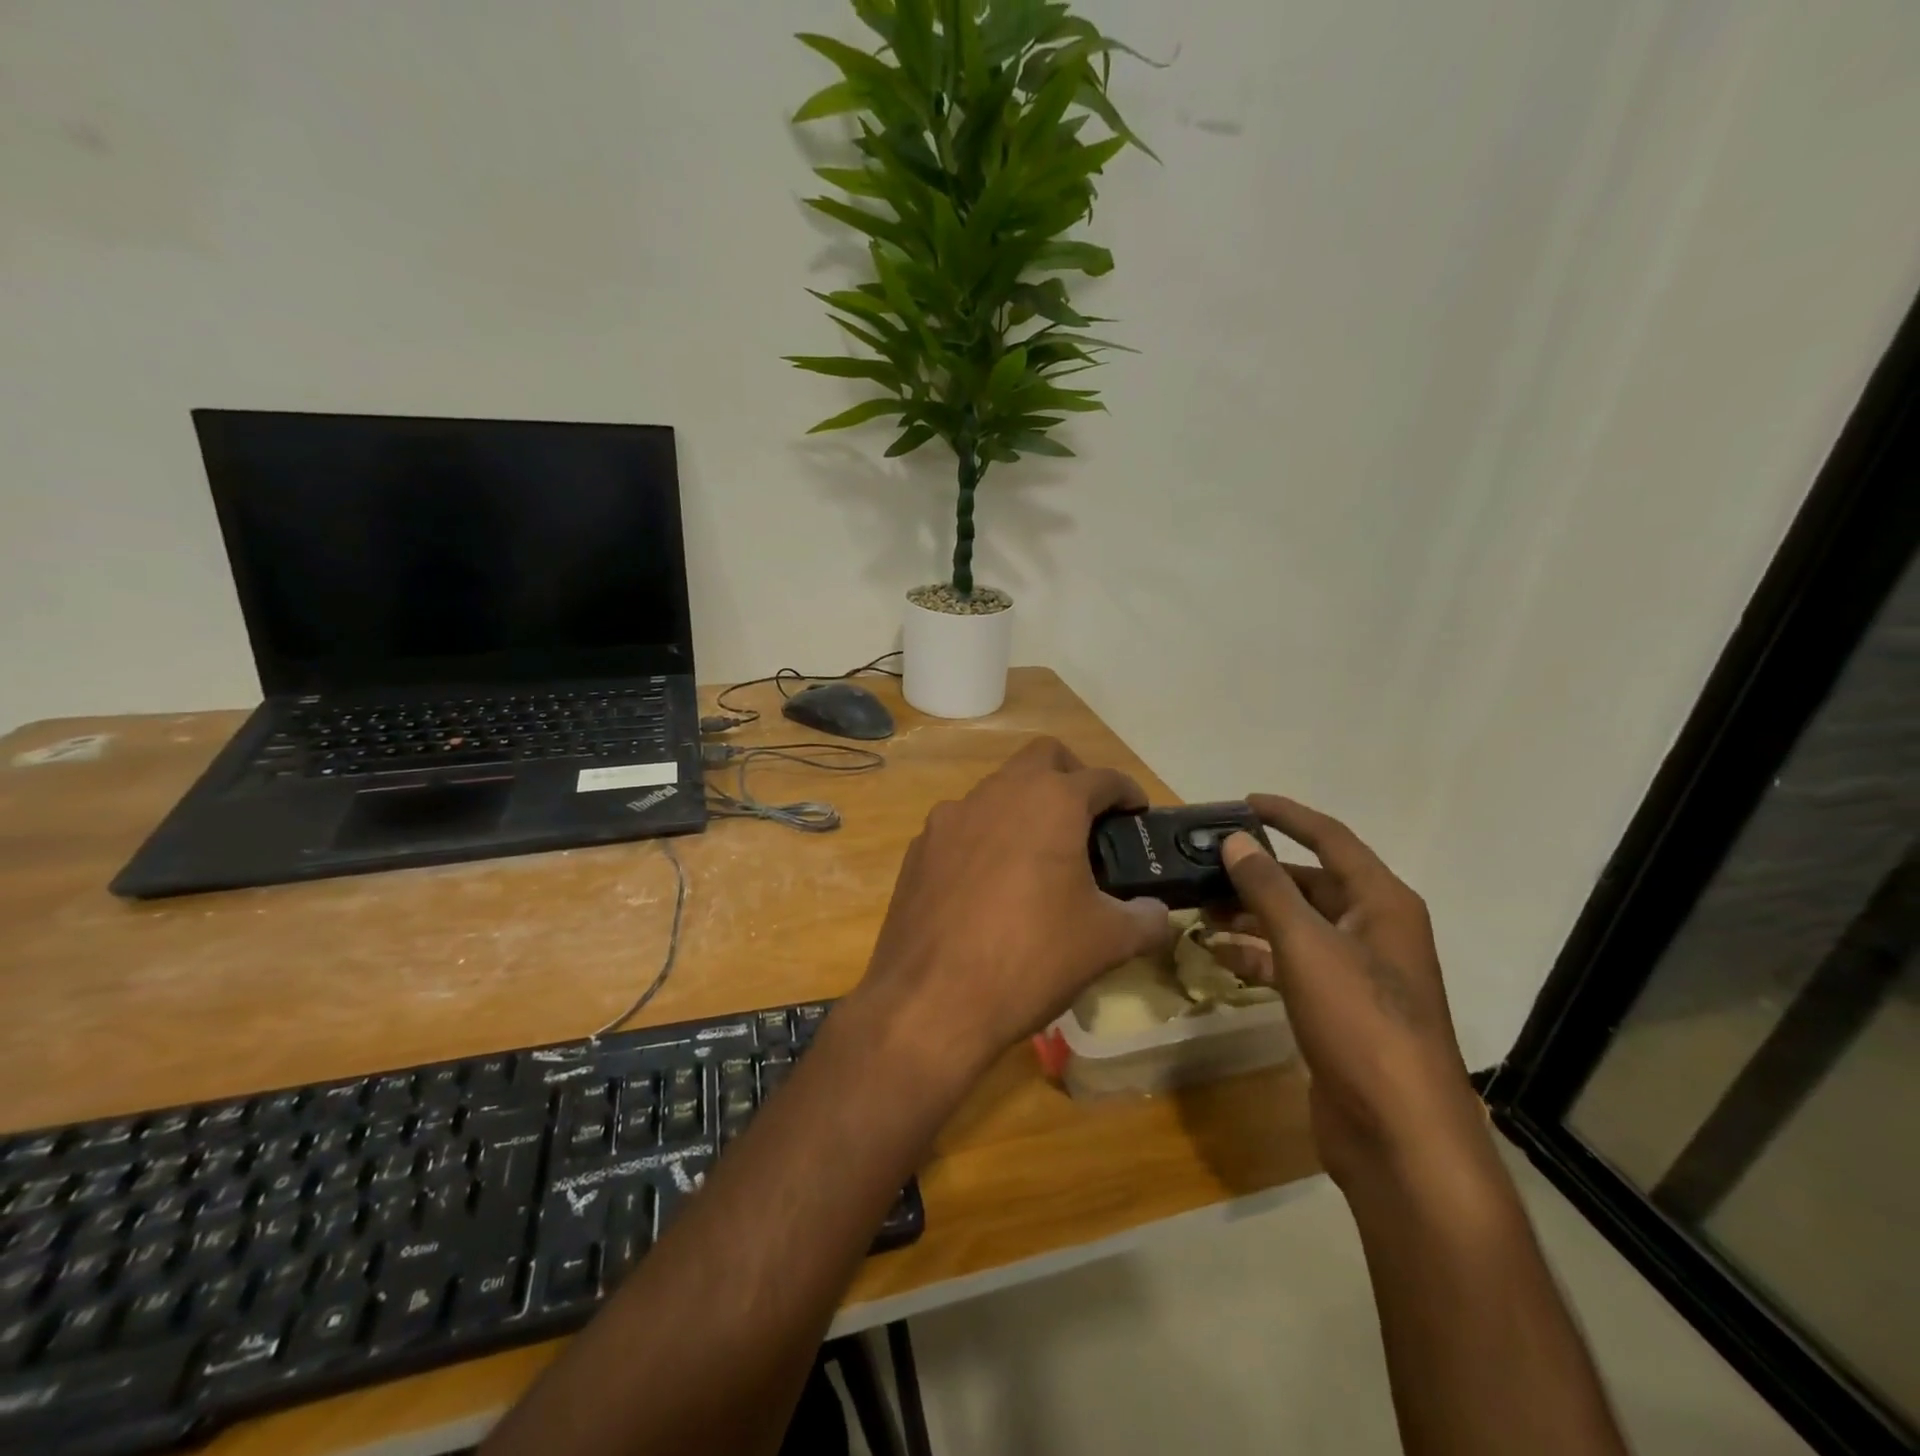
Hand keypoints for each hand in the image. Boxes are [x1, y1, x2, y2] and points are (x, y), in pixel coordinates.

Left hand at [849, 737, 1171, 1083]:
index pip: (1102, 778)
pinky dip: (985, 838)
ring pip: (997, 790)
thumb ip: (1145, 919)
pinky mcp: (920, 848)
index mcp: (1050, 801)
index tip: (1137, 813)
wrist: (930, 1001)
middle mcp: (997, 794)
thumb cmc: (1031, 959)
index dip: (1127, 792)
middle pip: (1043, 758)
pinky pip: (963, 827)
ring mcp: (950, 817)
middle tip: (1089, 821)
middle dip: (1073, 777)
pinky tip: (990, 886)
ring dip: (1025, 808)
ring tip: (1040, 859)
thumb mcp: (1106, 942)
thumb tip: (1156, 913)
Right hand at [1212, 796, 1490, 1194]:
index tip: (1243, 801)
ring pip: (1295, 925)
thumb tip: (1235, 840)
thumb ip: (1267, 888)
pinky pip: (1290, 965)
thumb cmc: (1360, 1022)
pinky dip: (1256, 956)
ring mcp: (1356, 972)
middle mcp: (1373, 929)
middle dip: (1257, 873)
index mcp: (1381, 903)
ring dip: (1250, 915)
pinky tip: (1217, 955)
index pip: (1331, 839)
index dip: (1288, 815)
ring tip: (1199, 907)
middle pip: (1309, 883)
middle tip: (1204, 864)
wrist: (1399, 1134)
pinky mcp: (1336, 1009)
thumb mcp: (1307, 945)